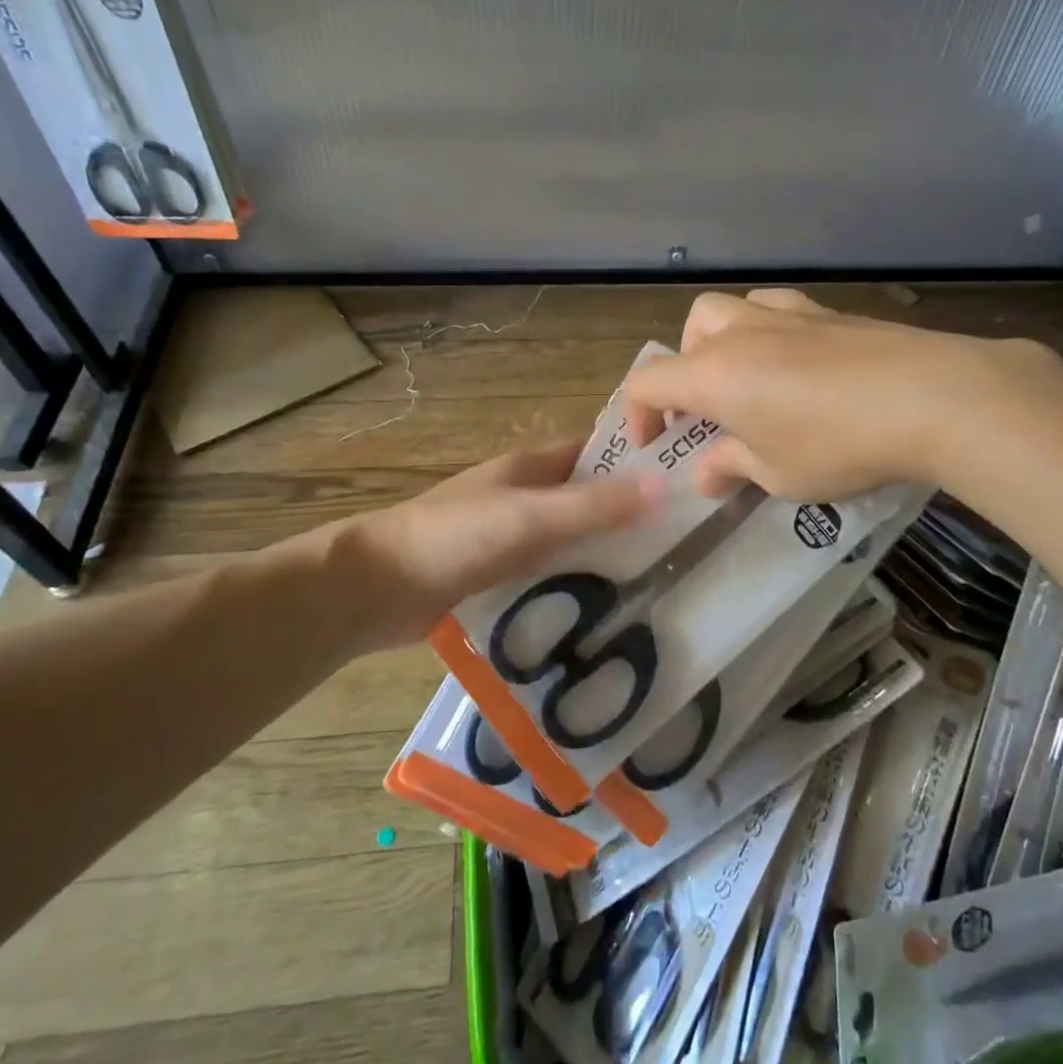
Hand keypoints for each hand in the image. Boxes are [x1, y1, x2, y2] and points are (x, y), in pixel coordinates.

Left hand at [342, 442, 657, 645]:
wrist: (374, 588)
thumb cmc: (453, 537)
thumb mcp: (529, 516)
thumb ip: (593, 505)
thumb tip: (665, 485)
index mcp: (532, 467)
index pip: (598, 452)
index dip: (638, 461)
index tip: (686, 481)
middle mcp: (526, 497)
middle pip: (590, 499)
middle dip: (631, 516)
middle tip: (688, 542)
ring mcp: (512, 538)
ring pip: (573, 540)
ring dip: (607, 555)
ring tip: (664, 580)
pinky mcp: (501, 577)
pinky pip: (553, 574)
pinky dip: (578, 585)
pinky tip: (611, 611)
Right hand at [622, 288, 1055, 500]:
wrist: (932, 397)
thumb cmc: (838, 446)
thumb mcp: (778, 474)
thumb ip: (733, 467)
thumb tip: (706, 473)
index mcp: (714, 374)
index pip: (648, 382)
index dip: (639, 415)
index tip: (656, 446)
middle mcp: (743, 334)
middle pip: (690, 329)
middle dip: (686, 367)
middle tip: (710, 409)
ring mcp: (791, 315)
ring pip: (735, 308)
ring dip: (726, 340)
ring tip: (751, 381)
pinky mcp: (834, 313)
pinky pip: (782, 308)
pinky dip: (772, 332)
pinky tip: (801, 365)